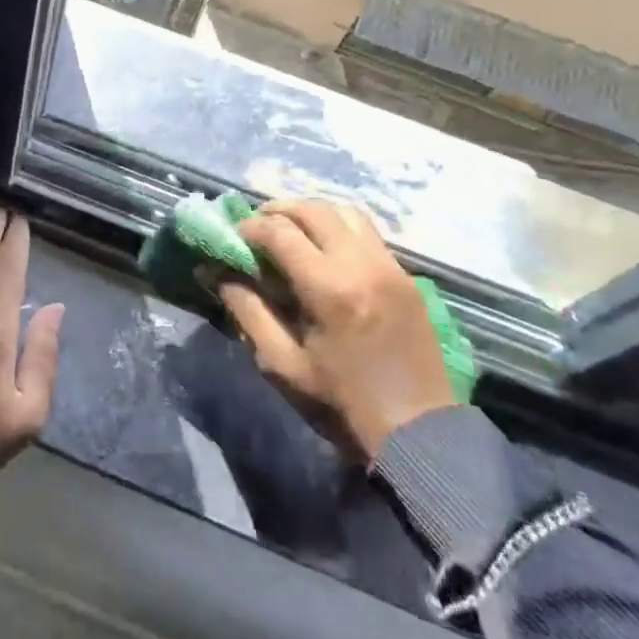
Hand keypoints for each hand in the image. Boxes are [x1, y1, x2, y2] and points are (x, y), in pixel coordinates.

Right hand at [218, 199, 454, 464]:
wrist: (420, 429)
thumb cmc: (343, 402)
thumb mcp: (283, 364)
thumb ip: (248, 312)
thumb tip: (219, 275)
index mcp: (329, 289)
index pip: (281, 232)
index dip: (251, 227)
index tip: (235, 236)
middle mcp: (361, 264)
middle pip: (313, 209)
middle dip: (279, 210)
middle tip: (258, 226)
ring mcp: (389, 265)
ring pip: (344, 210)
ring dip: (311, 212)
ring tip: (291, 229)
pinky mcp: (405, 274)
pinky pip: (366, 231)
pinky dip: (338, 226)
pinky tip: (324, 248)